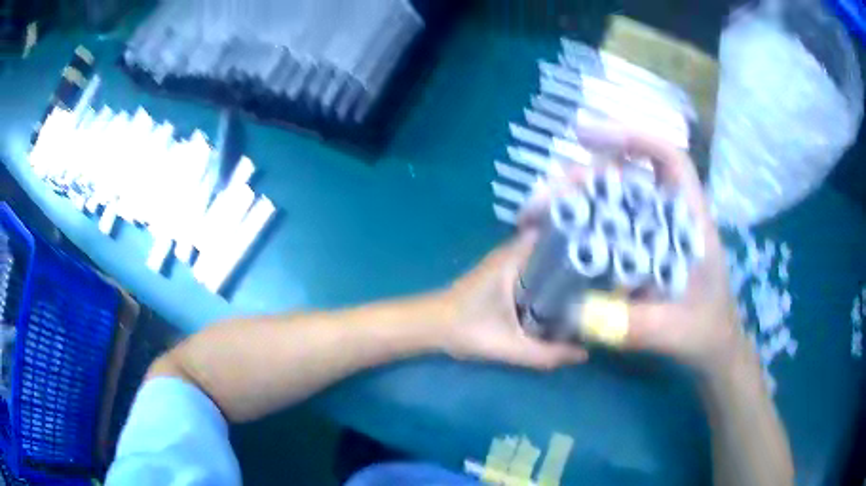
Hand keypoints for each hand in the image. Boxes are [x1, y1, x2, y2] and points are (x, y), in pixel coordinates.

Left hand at [437, 233, 587, 369]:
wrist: (429, 327)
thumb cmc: (467, 330)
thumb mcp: (510, 346)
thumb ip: (546, 354)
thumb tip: (583, 354)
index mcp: (513, 260)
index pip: (548, 232)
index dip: (574, 233)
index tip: (599, 241)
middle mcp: (508, 255)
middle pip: (547, 243)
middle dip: (573, 250)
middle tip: (602, 261)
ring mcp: (501, 263)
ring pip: (538, 255)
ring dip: (559, 260)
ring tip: (590, 270)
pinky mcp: (497, 275)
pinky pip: (529, 266)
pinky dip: (545, 271)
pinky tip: (561, 286)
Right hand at [522, 124, 748, 374]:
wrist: (712, 347)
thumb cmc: (705, 331)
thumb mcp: (675, 332)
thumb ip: (636, 326)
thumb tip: (578, 315)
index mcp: (691, 221)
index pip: (669, 159)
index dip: (633, 137)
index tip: (586, 136)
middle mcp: (670, 216)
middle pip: (631, 176)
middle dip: (587, 176)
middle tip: (547, 194)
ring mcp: (654, 232)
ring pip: (615, 199)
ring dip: (578, 199)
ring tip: (538, 212)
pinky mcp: (641, 250)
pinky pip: (609, 226)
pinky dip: (583, 224)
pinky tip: (557, 234)